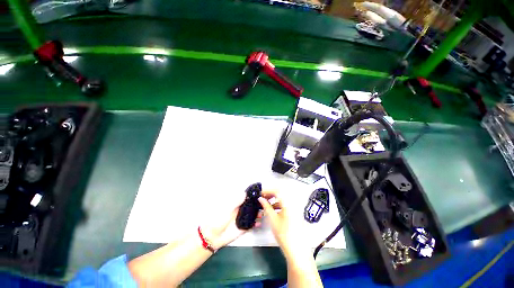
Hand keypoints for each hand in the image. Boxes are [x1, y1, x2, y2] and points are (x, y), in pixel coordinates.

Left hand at [201, 196, 261, 249]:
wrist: (213, 236)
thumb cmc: (218, 219)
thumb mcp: (227, 209)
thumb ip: (236, 202)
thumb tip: (245, 193)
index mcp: (236, 203)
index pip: (246, 197)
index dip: (252, 194)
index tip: (260, 192)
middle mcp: (241, 209)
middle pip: (251, 205)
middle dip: (258, 204)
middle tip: (264, 203)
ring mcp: (243, 218)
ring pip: (253, 214)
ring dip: (258, 213)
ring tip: (262, 213)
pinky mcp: (244, 227)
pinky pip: (252, 224)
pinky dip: (256, 223)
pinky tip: (259, 223)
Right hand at [258, 191, 304, 257]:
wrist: (296, 250)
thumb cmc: (284, 234)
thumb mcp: (273, 219)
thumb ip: (266, 207)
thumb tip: (260, 198)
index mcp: (288, 203)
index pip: (277, 190)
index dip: (268, 190)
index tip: (260, 193)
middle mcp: (293, 203)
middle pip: (281, 193)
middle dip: (270, 194)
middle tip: (262, 198)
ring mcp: (295, 208)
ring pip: (283, 199)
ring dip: (274, 200)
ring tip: (265, 205)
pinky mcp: (295, 213)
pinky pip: (285, 204)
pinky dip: (278, 205)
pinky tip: (272, 210)